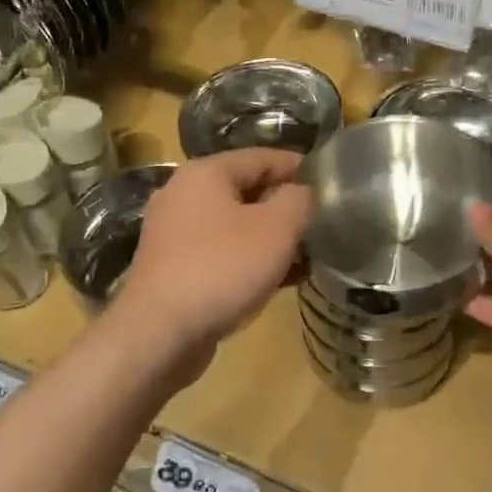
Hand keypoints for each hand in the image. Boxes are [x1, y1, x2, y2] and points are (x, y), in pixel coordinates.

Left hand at [116, 149, 311, 351]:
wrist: (160, 334)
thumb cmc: (222, 268)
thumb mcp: (276, 228)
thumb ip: (299, 200)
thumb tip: (304, 191)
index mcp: (205, 173)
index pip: (262, 157)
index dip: (299, 168)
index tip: (331, 184)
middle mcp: (183, 195)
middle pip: (247, 189)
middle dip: (285, 206)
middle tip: (321, 222)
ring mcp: (174, 233)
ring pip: (235, 225)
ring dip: (270, 237)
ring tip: (307, 254)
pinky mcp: (174, 268)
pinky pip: (221, 253)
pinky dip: (250, 260)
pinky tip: (280, 280)